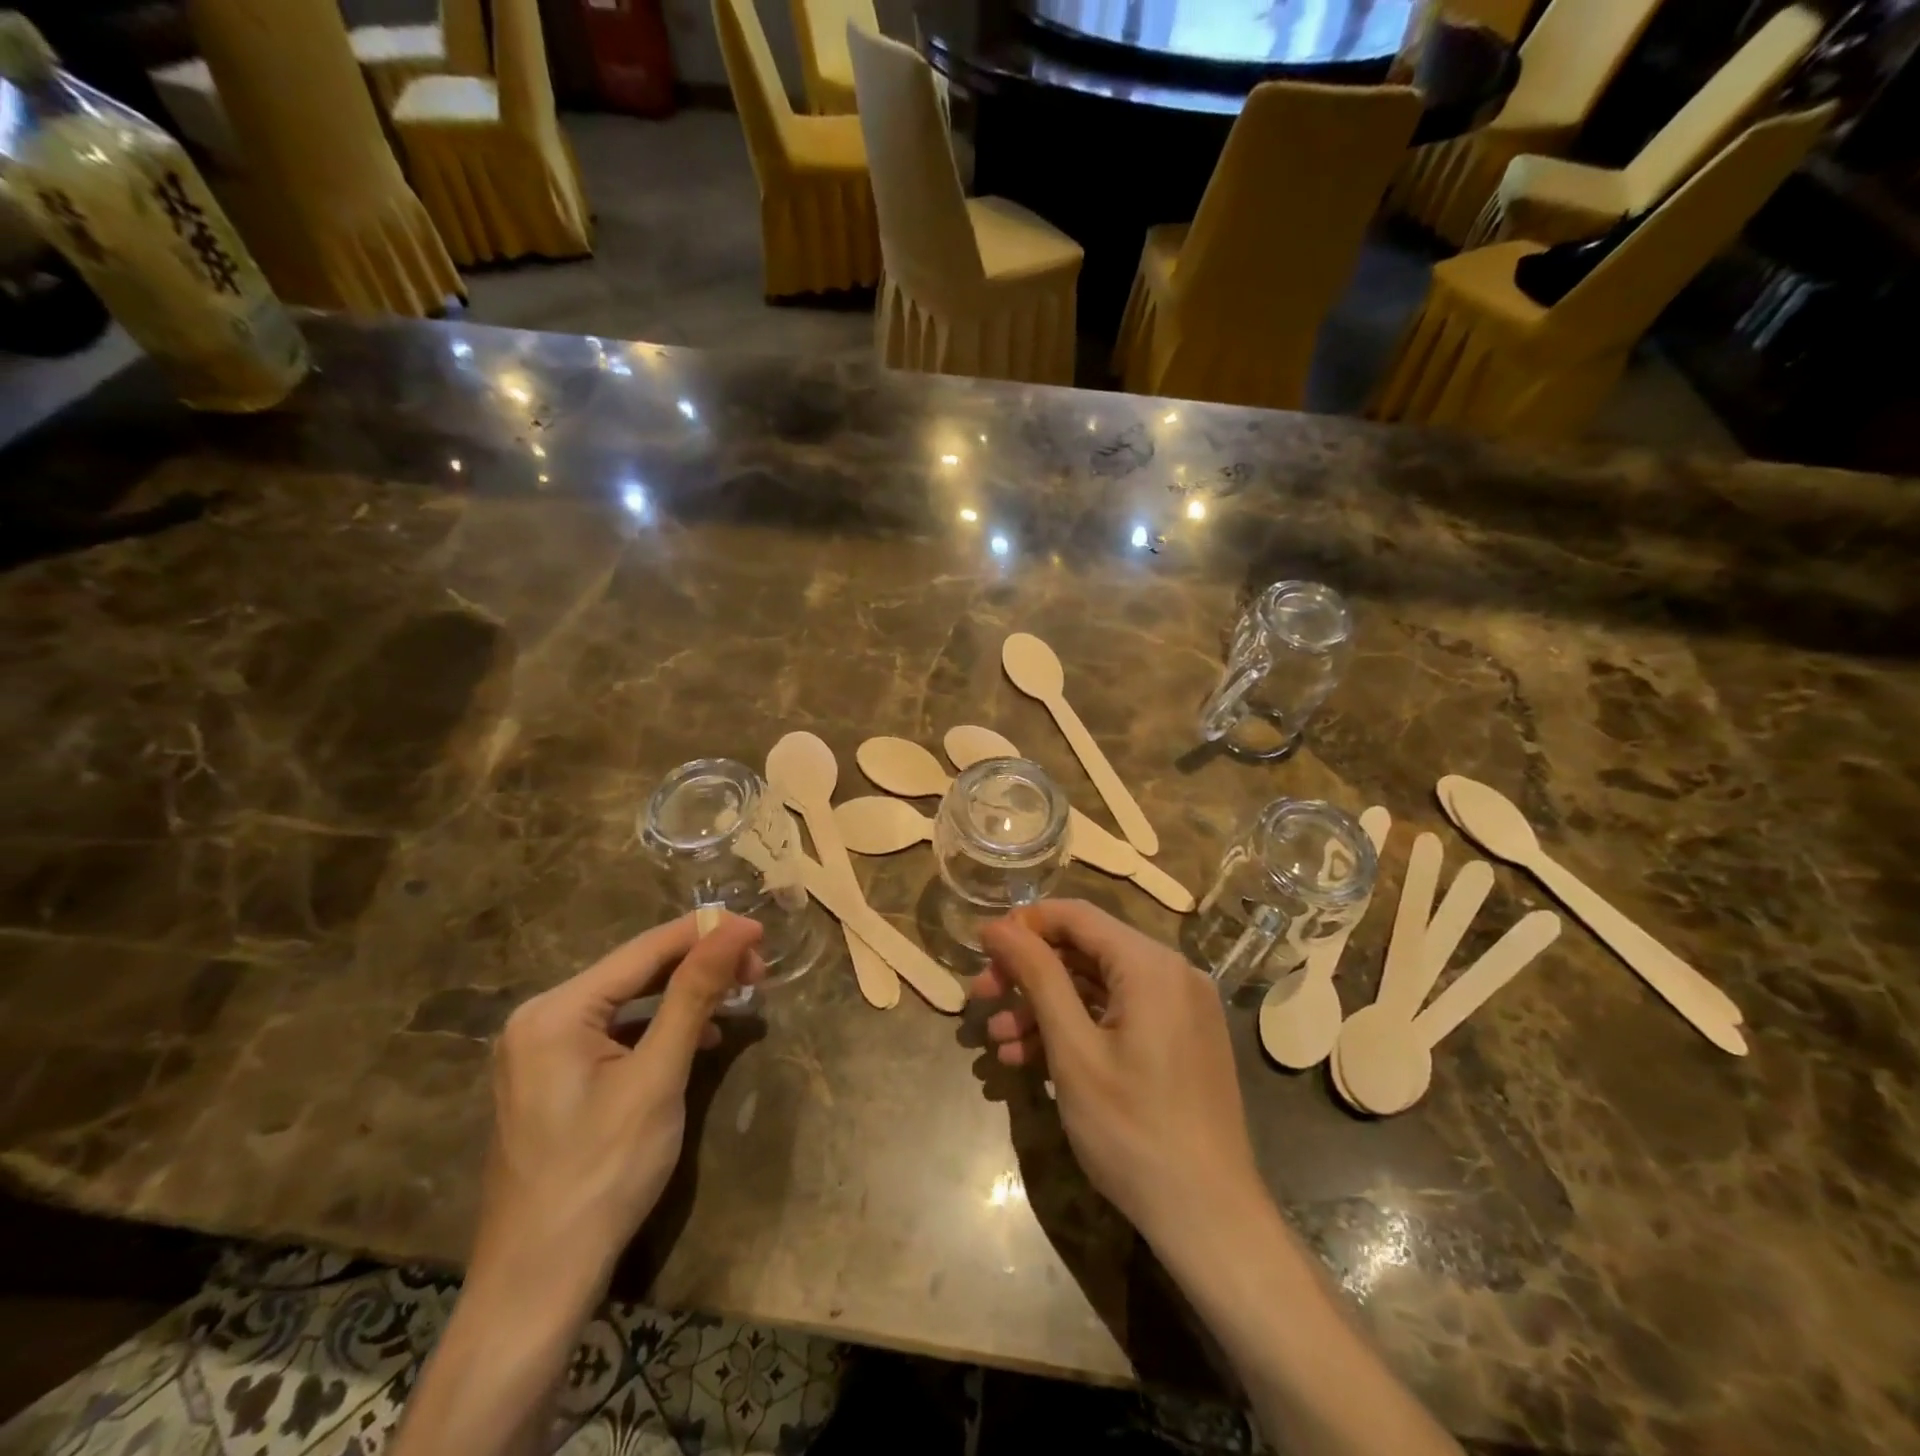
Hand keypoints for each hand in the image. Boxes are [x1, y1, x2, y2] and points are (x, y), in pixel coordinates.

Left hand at [471, 912, 764, 1307]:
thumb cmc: (602, 1174)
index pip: (644, 950)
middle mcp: (541, 1018)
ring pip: (630, 1001)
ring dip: (686, 996)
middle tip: (758, 971)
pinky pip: (618, 1033)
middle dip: (699, 965)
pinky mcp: (556, 1078)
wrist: (538, 1285)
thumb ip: (694, 995)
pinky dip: (662, 1029)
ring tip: (739, 995)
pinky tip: (700, 1039)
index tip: (761, 929)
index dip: (707, 934)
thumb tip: (734, 928)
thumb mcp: (657, 1078)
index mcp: (554, 1010)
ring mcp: (543, 1050)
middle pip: (635, 972)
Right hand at [972, 900, 1262, 1245]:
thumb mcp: (1073, 1050)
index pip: (1076, 915)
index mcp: (1151, 964)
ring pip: (1097, 986)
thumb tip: (998, 926)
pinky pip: (1118, 1015)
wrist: (1209, 1220)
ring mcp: (1180, 1008)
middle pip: (1085, 950)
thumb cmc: (1133, 1131)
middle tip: (981, 997)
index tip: (982, 950)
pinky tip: (1031, 1060)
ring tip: (997, 1042)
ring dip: (1044, 1007)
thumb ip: (1036, 977)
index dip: (1024, 925)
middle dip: (1029, 973)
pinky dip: (1076, 1029)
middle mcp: (1172, 973)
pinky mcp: (1179, 1040)